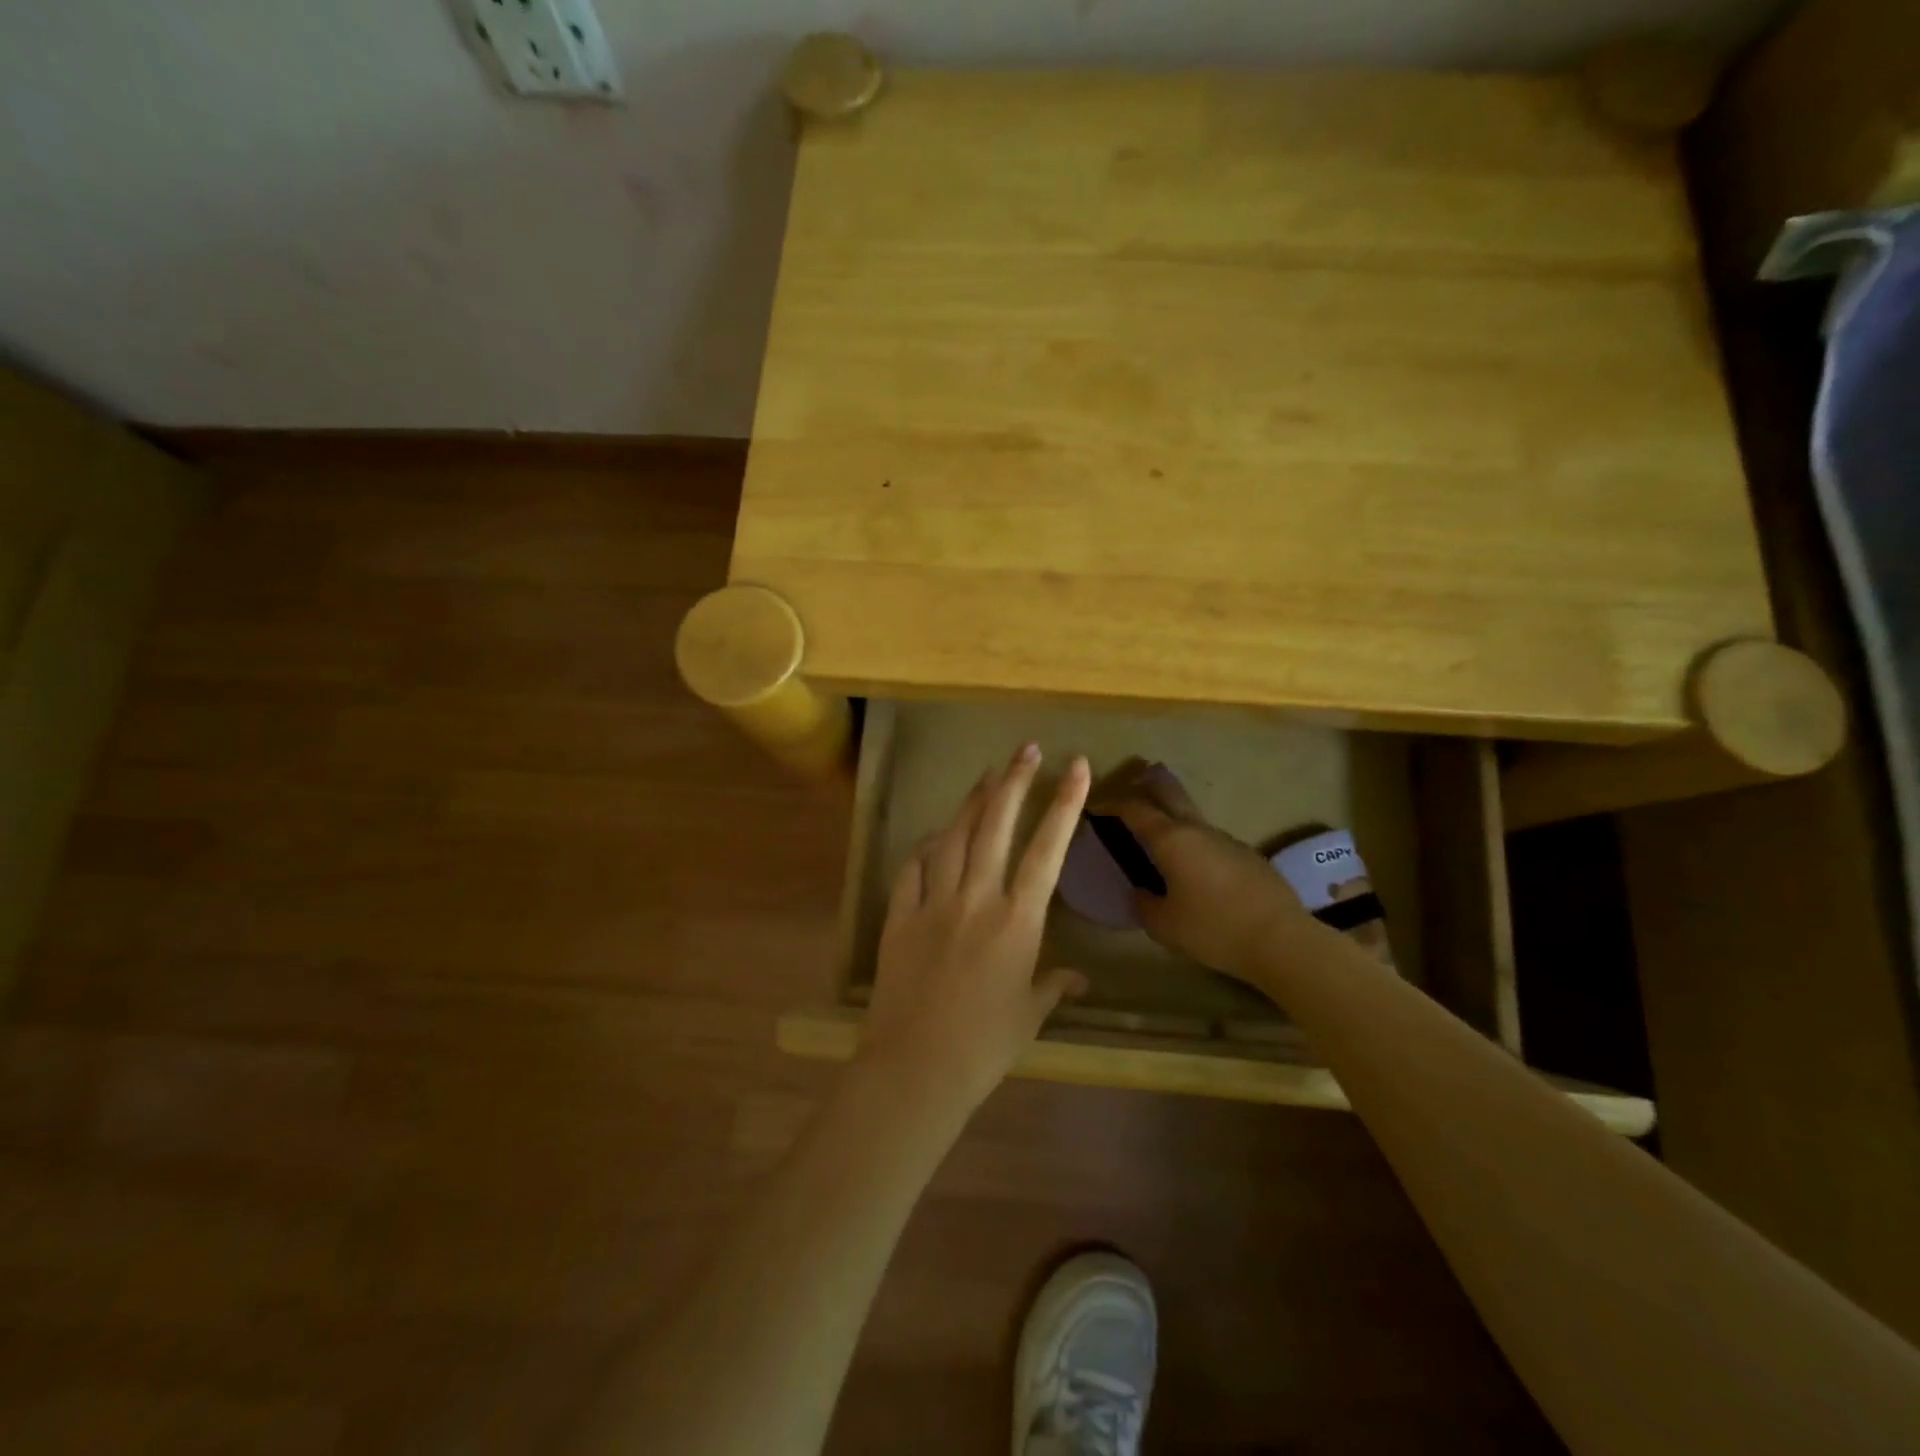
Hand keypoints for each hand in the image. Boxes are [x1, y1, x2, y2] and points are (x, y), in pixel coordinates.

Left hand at [862, 744, 1091, 1114]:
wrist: (916, 1067)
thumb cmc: (984, 1046)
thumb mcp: (1028, 1015)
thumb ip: (1053, 987)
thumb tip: (1078, 979)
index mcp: (1017, 920)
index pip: (1048, 850)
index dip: (1064, 804)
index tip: (1077, 766)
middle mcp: (976, 898)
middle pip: (996, 825)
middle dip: (1014, 781)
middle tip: (1025, 749)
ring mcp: (933, 902)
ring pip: (953, 836)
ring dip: (971, 802)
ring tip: (986, 776)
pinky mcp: (899, 915)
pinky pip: (913, 868)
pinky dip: (925, 847)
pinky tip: (933, 836)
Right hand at [1094, 759, 1313, 981]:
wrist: (1282, 940)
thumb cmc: (1213, 929)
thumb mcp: (1164, 926)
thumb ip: (1144, 905)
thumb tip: (1140, 892)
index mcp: (1171, 840)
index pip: (1135, 809)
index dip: (1112, 803)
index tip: (1096, 804)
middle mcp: (1197, 830)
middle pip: (1169, 793)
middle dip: (1148, 784)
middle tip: (1132, 781)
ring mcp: (1227, 840)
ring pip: (1192, 816)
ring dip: (1172, 814)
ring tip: (1159, 829)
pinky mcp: (1248, 856)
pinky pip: (1210, 839)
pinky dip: (1193, 840)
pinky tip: (1194, 864)